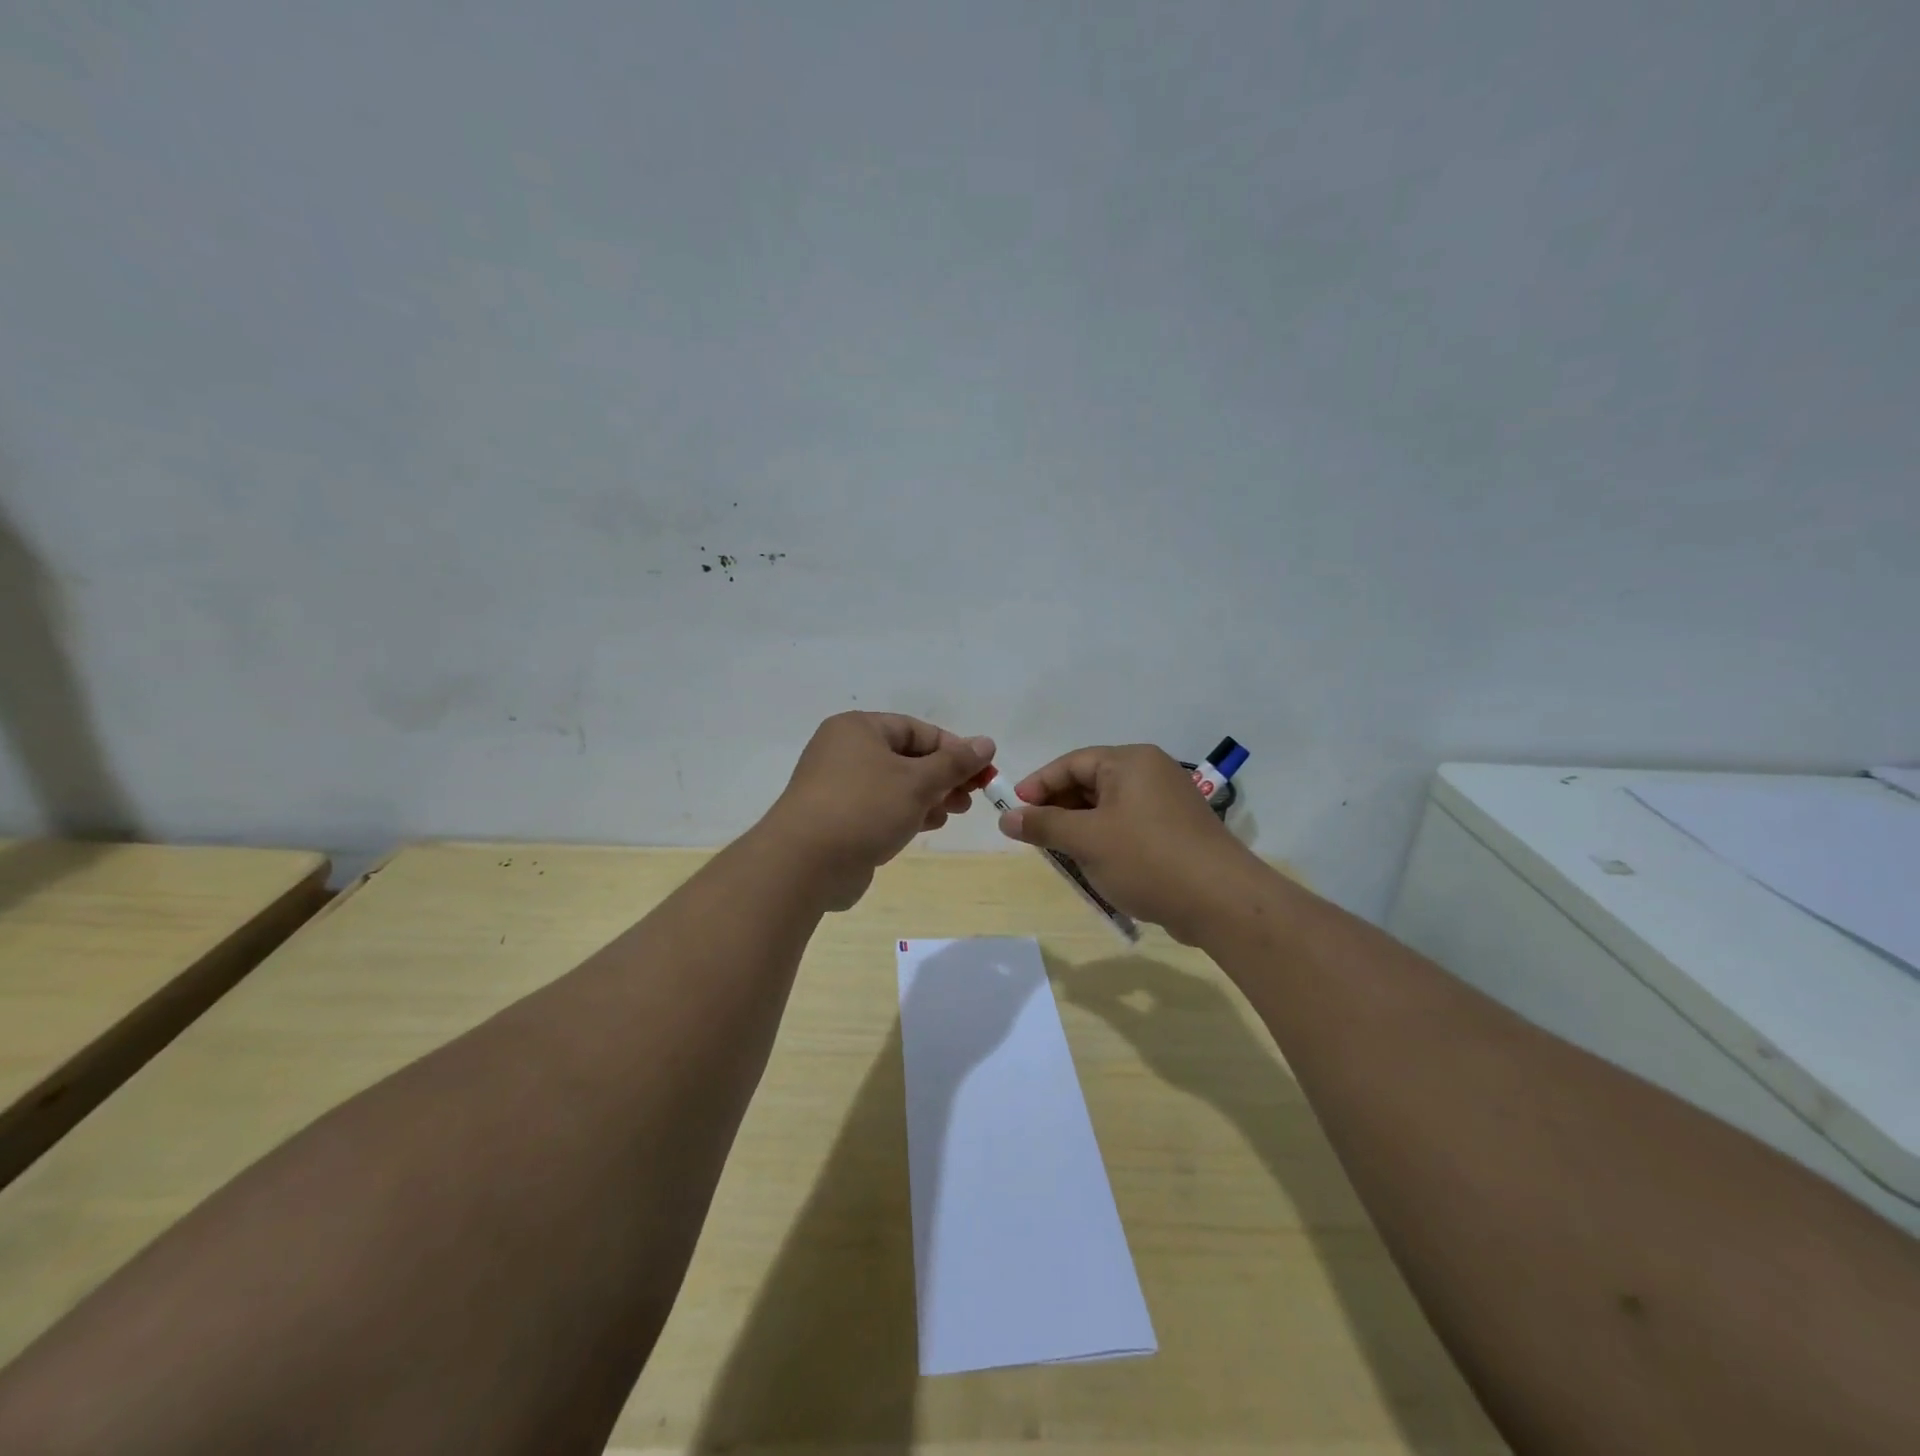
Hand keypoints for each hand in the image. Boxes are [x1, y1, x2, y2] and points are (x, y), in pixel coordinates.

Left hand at [762, 712, 995, 908]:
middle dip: (943, 777)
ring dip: (928, 797)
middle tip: (970, 798)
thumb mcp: (918, 781)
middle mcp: (844, 751)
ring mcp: (838, 787)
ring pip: (895, 785)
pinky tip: (927, 826)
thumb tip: (986, 743)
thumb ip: (955, 763)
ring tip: (953, 813)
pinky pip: (880, 808)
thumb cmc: (864, 808)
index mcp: (859, 729)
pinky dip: (906, 813)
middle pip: (907, 757)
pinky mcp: (837, 818)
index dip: (953, 749)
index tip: (982, 772)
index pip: (917, 730)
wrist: (804, 863)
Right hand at [996, 744, 1258, 943]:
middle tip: (1034, 835)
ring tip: (1060, 854)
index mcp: (1130, 762)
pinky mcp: (1177, 830)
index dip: (1039, 785)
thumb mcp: (1086, 841)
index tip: (1013, 810)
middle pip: (1091, 782)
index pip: (1072, 763)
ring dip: (1080, 828)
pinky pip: (1129, 825)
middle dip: (1058, 809)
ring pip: (1109, 807)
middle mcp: (1151, 772)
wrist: (1222, 901)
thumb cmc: (1147, 859)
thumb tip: (1006, 817)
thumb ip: (1044, 826)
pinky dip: (1105, 840)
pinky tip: (1094, 865)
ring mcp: (1168, 802)